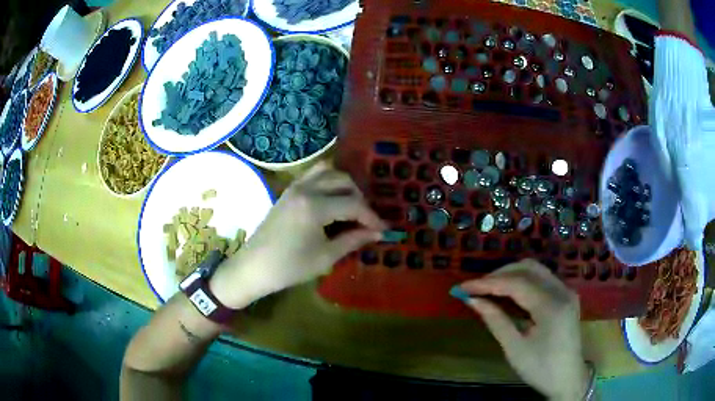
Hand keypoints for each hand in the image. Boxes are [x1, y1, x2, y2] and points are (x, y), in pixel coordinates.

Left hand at [210, 162, 385, 308]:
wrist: (254, 267)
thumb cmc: (289, 267)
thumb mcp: (325, 257)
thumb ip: (353, 240)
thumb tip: (377, 233)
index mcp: (315, 206)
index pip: (353, 204)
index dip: (372, 217)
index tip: (384, 229)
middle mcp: (305, 189)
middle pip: (343, 181)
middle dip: (360, 197)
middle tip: (367, 218)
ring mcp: (294, 187)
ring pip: (327, 171)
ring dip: (344, 184)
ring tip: (351, 204)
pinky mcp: (288, 191)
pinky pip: (313, 175)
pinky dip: (327, 181)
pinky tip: (332, 199)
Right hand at [455, 260, 589, 400]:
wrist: (568, 378)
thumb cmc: (540, 368)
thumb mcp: (515, 349)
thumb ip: (495, 320)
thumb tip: (472, 300)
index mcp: (551, 306)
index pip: (516, 283)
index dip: (487, 283)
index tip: (463, 287)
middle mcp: (562, 290)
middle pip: (527, 268)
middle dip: (499, 275)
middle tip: (475, 288)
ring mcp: (566, 291)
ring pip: (535, 270)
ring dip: (510, 275)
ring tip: (488, 289)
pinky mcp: (566, 296)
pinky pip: (542, 279)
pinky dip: (522, 281)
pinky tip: (508, 293)